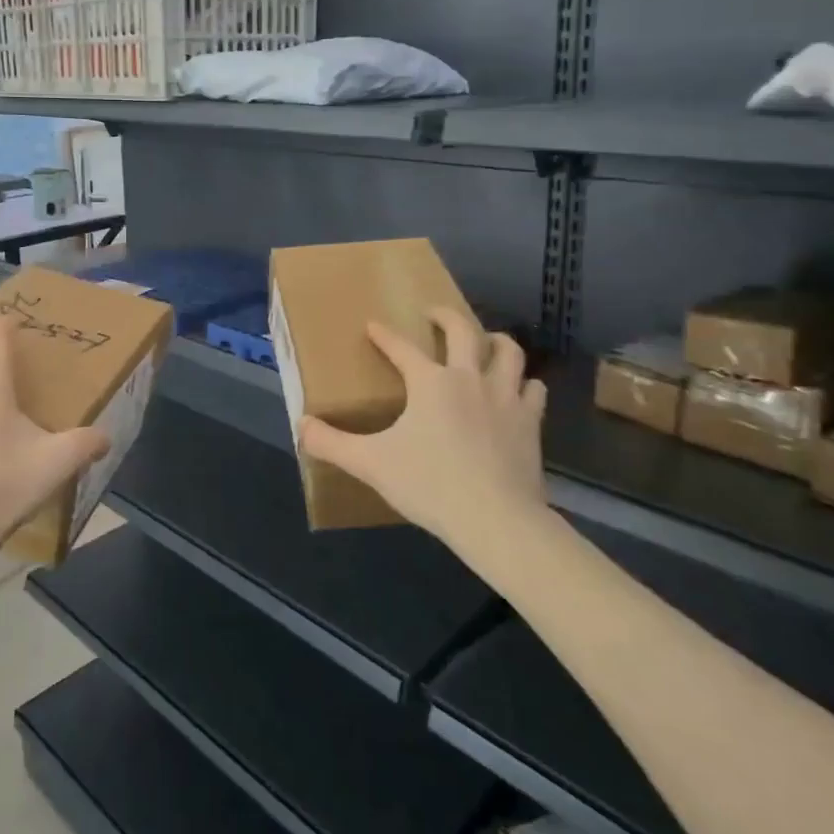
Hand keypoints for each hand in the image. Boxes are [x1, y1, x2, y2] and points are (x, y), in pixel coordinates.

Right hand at [300, 308, 550, 559]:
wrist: (496, 519)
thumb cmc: (430, 485)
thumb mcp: (371, 464)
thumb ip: (332, 444)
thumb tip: (300, 427)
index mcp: (430, 383)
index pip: (401, 348)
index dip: (384, 335)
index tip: (372, 325)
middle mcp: (469, 378)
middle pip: (463, 331)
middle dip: (446, 316)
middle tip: (434, 313)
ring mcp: (505, 398)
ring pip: (507, 353)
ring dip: (495, 341)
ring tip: (486, 341)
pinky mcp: (530, 422)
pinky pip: (533, 390)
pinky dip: (524, 383)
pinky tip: (518, 390)